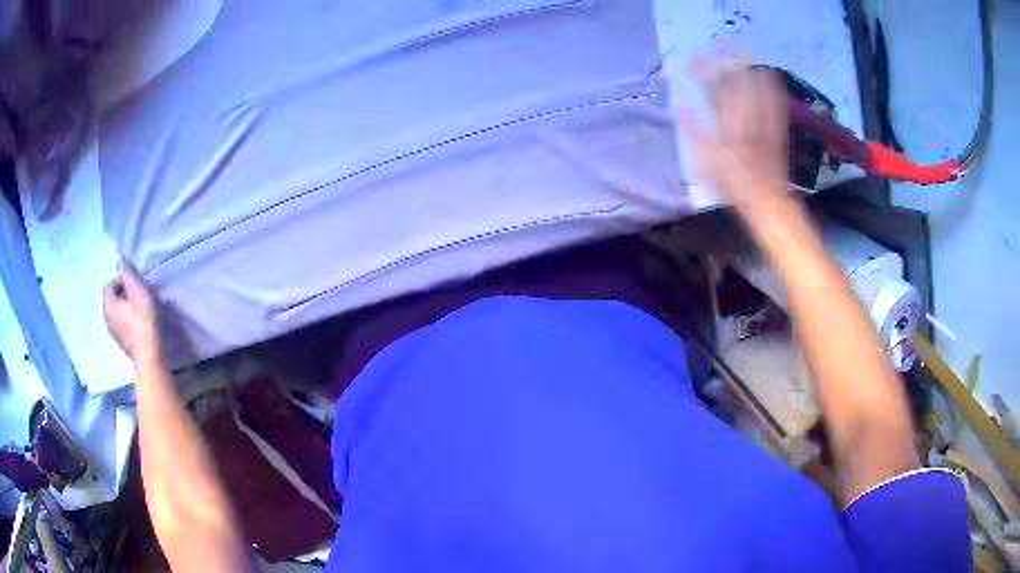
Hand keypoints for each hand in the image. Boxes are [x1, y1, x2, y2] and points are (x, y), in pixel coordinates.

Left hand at [103, 259, 160, 363]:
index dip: (121, 281)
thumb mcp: (138, 289)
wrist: (151, 354)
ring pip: (118, 314)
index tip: (136, 285)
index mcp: (107, 305)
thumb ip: (127, 273)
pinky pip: (123, 326)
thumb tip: (120, 259)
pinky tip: (142, 325)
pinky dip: (130, 322)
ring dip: (127, 309)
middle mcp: (106, 319)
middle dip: (124, 295)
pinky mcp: (123, 345)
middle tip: (140, 295)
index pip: (109, 285)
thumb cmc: (144, 319)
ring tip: (142, 310)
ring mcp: (114, 335)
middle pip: (113, 300)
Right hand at [682, 65, 790, 220]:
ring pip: (756, 91)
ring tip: (742, 54)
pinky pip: (775, 103)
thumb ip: (694, 134)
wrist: (767, 201)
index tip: (694, 57)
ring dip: (748, 71)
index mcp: (725, 129)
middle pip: (736, 86)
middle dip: (726, 65)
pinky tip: (769, 75)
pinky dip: (771, 87)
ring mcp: (763, 124)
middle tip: (719, 48)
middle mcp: (745, 121)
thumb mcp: (705, 165)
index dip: (704, 73)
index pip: (713, 94)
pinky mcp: (777, 129)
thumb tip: (680, 108)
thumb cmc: (733, 186)